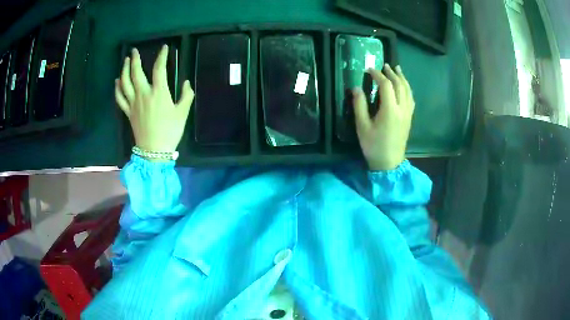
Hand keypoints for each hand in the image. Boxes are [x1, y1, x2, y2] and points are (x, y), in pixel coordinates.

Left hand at [115, 45, 193, 153]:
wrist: (154, 151)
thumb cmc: (170, 131)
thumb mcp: (182, 113)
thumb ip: (186, 96)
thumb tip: (186, 83)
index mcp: (158, 93)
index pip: (159, 69)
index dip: (162, 56)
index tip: (164, 48)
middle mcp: (143, 94)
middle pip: (136, 73)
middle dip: (135, 60)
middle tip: (134, 51)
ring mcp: (133, 103)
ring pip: (125, 83)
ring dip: (124, 70)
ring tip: (125, 61)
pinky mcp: (128, 112)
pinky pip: (120, 98)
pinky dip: (117, 88)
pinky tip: (117, 81)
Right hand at [353, 64, 414, 170]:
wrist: (389, 163)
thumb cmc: (373, 146)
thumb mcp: (362, 127)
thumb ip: (359, 105)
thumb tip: (356, 88)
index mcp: (390, 110)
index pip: (386, 85)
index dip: (378, 75)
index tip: (370, 69)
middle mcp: (402, 109)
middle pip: (400, 85)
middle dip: (392, 73)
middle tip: (385, 65)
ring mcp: (408, 114)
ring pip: (408, 91)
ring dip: (402, 78)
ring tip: (397, 70)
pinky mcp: (409, 118)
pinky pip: (411, 99)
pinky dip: (407, 89)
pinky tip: (404, 86)